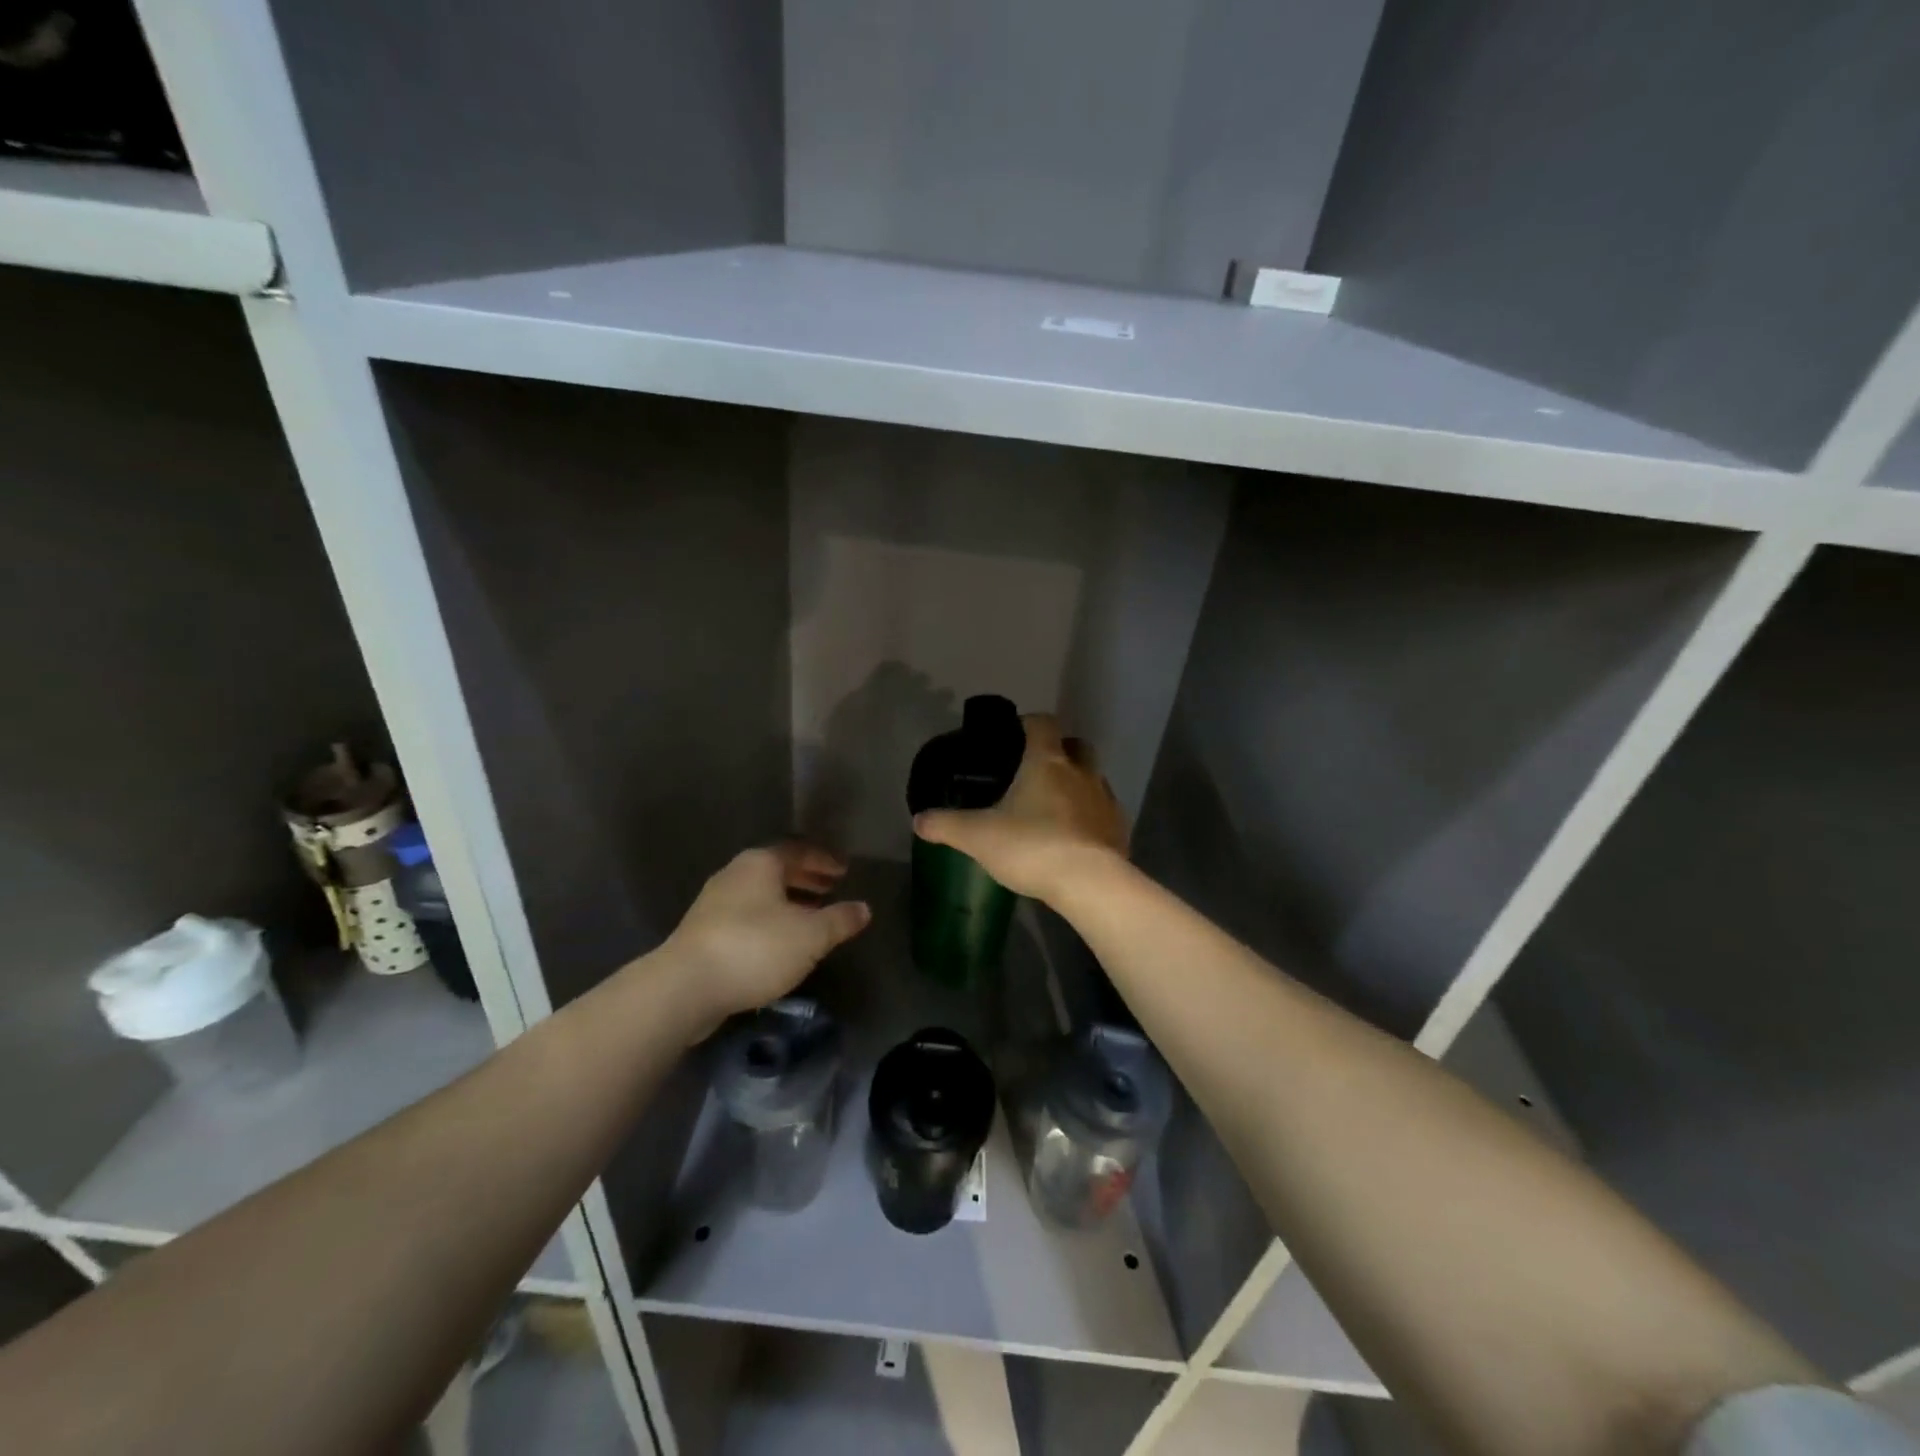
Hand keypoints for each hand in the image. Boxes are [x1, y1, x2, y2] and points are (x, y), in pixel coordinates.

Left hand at [661, 844, 870, 1028]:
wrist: (685, 987)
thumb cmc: (755, 948)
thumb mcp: (811, 936)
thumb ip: (840, 920)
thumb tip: (864, 909)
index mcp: (760, 864)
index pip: (799, 850)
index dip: (824, 860)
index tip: (844, 871)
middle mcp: (735, 874)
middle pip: (777, 870)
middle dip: (806, 879)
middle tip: (831, 890)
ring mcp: (714, 903)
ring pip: (761, 895)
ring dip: (788, 902)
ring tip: (811, 917)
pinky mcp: (703, 933)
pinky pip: (747, 917)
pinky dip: (770, 921)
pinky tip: (782, 943)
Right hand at [912, 714, 1126, 903]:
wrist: (1089, 883)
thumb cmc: (1031, 846)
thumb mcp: (977, 836)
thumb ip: (946, 825)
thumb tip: (918, 820)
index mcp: (1047, 761)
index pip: (1043, 723)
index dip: (1028, 723)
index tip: (1014, 734)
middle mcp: (1082, 772)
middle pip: (1076, 746)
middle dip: (1059, 751)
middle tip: (1035, 771)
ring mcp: (1105, 800)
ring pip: (1093, 779)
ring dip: (1076, 786)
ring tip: (1052, 809)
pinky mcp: (1119, 829)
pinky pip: (1104, 813)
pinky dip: (1090, 818)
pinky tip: (1073, 839)